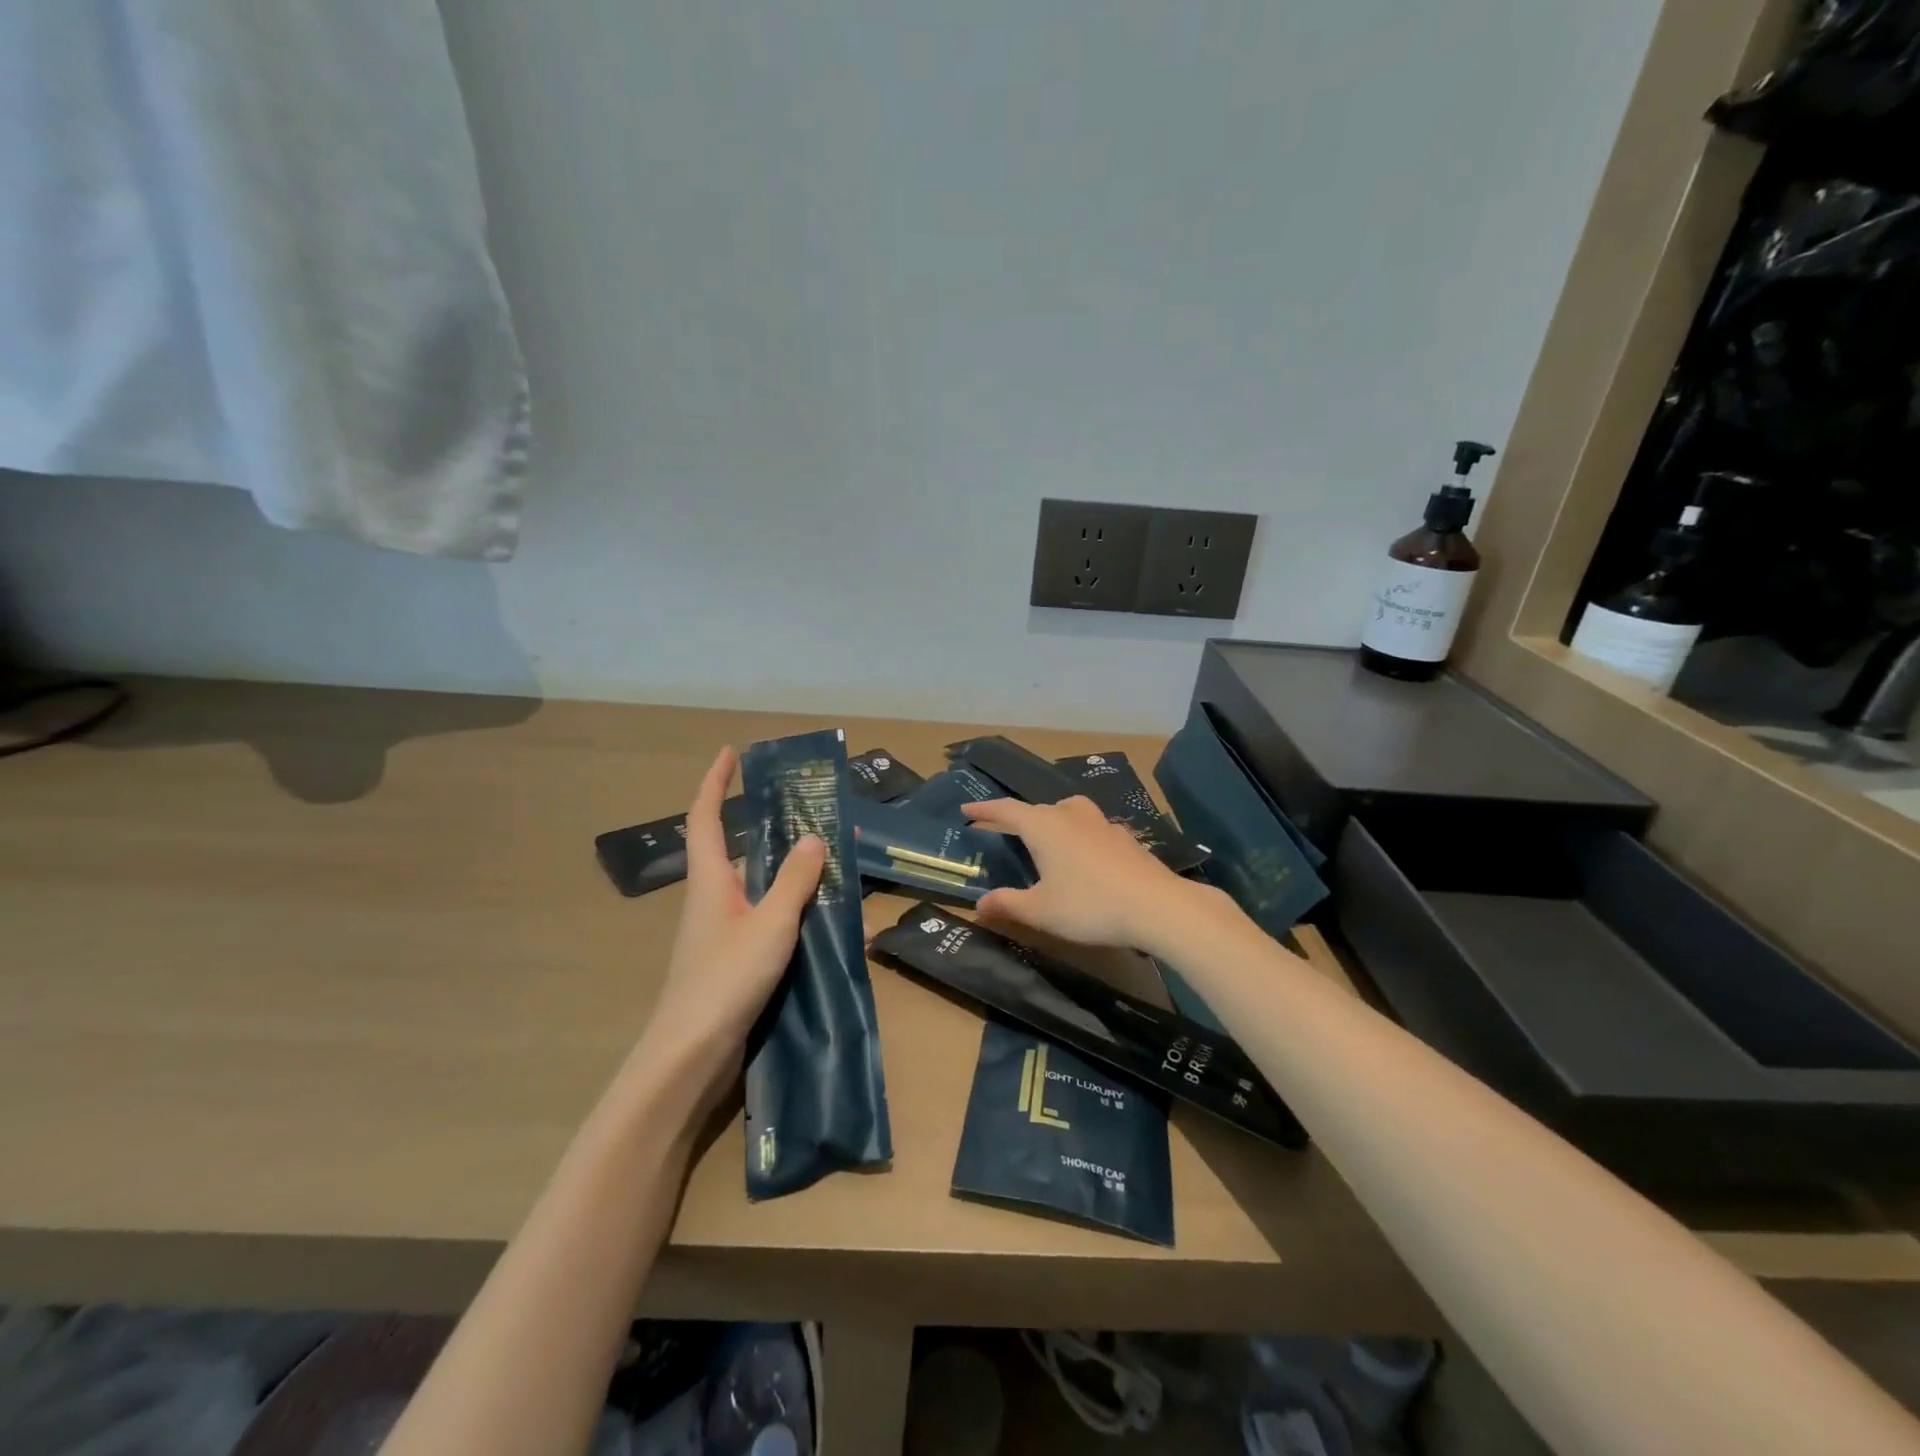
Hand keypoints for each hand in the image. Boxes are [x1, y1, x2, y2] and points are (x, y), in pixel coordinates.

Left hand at [632, 747, 825, 1108]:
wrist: (692, 1056)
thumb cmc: (725, 980)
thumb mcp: (769, 924)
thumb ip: (794, 880)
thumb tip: (815, 836)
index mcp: (711, 879)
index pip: (705, 816)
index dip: (715, 781)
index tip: (731, 753)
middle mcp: (715, 898)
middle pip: (740, 849)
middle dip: (772, 828)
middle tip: (814, 812)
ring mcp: (725, 930)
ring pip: (761, 886)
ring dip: (791, 871)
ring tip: (834, 860)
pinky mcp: (737, 958)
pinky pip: (770, 918)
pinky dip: (795, 909)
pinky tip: (828, 918)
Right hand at [960, 795, 1198, 949]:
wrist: (1156, 905)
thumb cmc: (1089, 905)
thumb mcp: (1040, 911)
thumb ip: (1008, 904)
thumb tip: (978, 905)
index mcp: (1044, 827)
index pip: (1007, 810)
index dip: (985, 811)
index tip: (967, 812)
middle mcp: (1070, 815)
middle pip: (1037, 809)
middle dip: (1018, 818)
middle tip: (1003, 831)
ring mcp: (1101, 823)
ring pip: (1068, 811)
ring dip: (1051, 820)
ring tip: (1046, 838)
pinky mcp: (1124, 837)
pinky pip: (1091, 827)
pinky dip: (1078, 834)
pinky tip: (1084, 855)